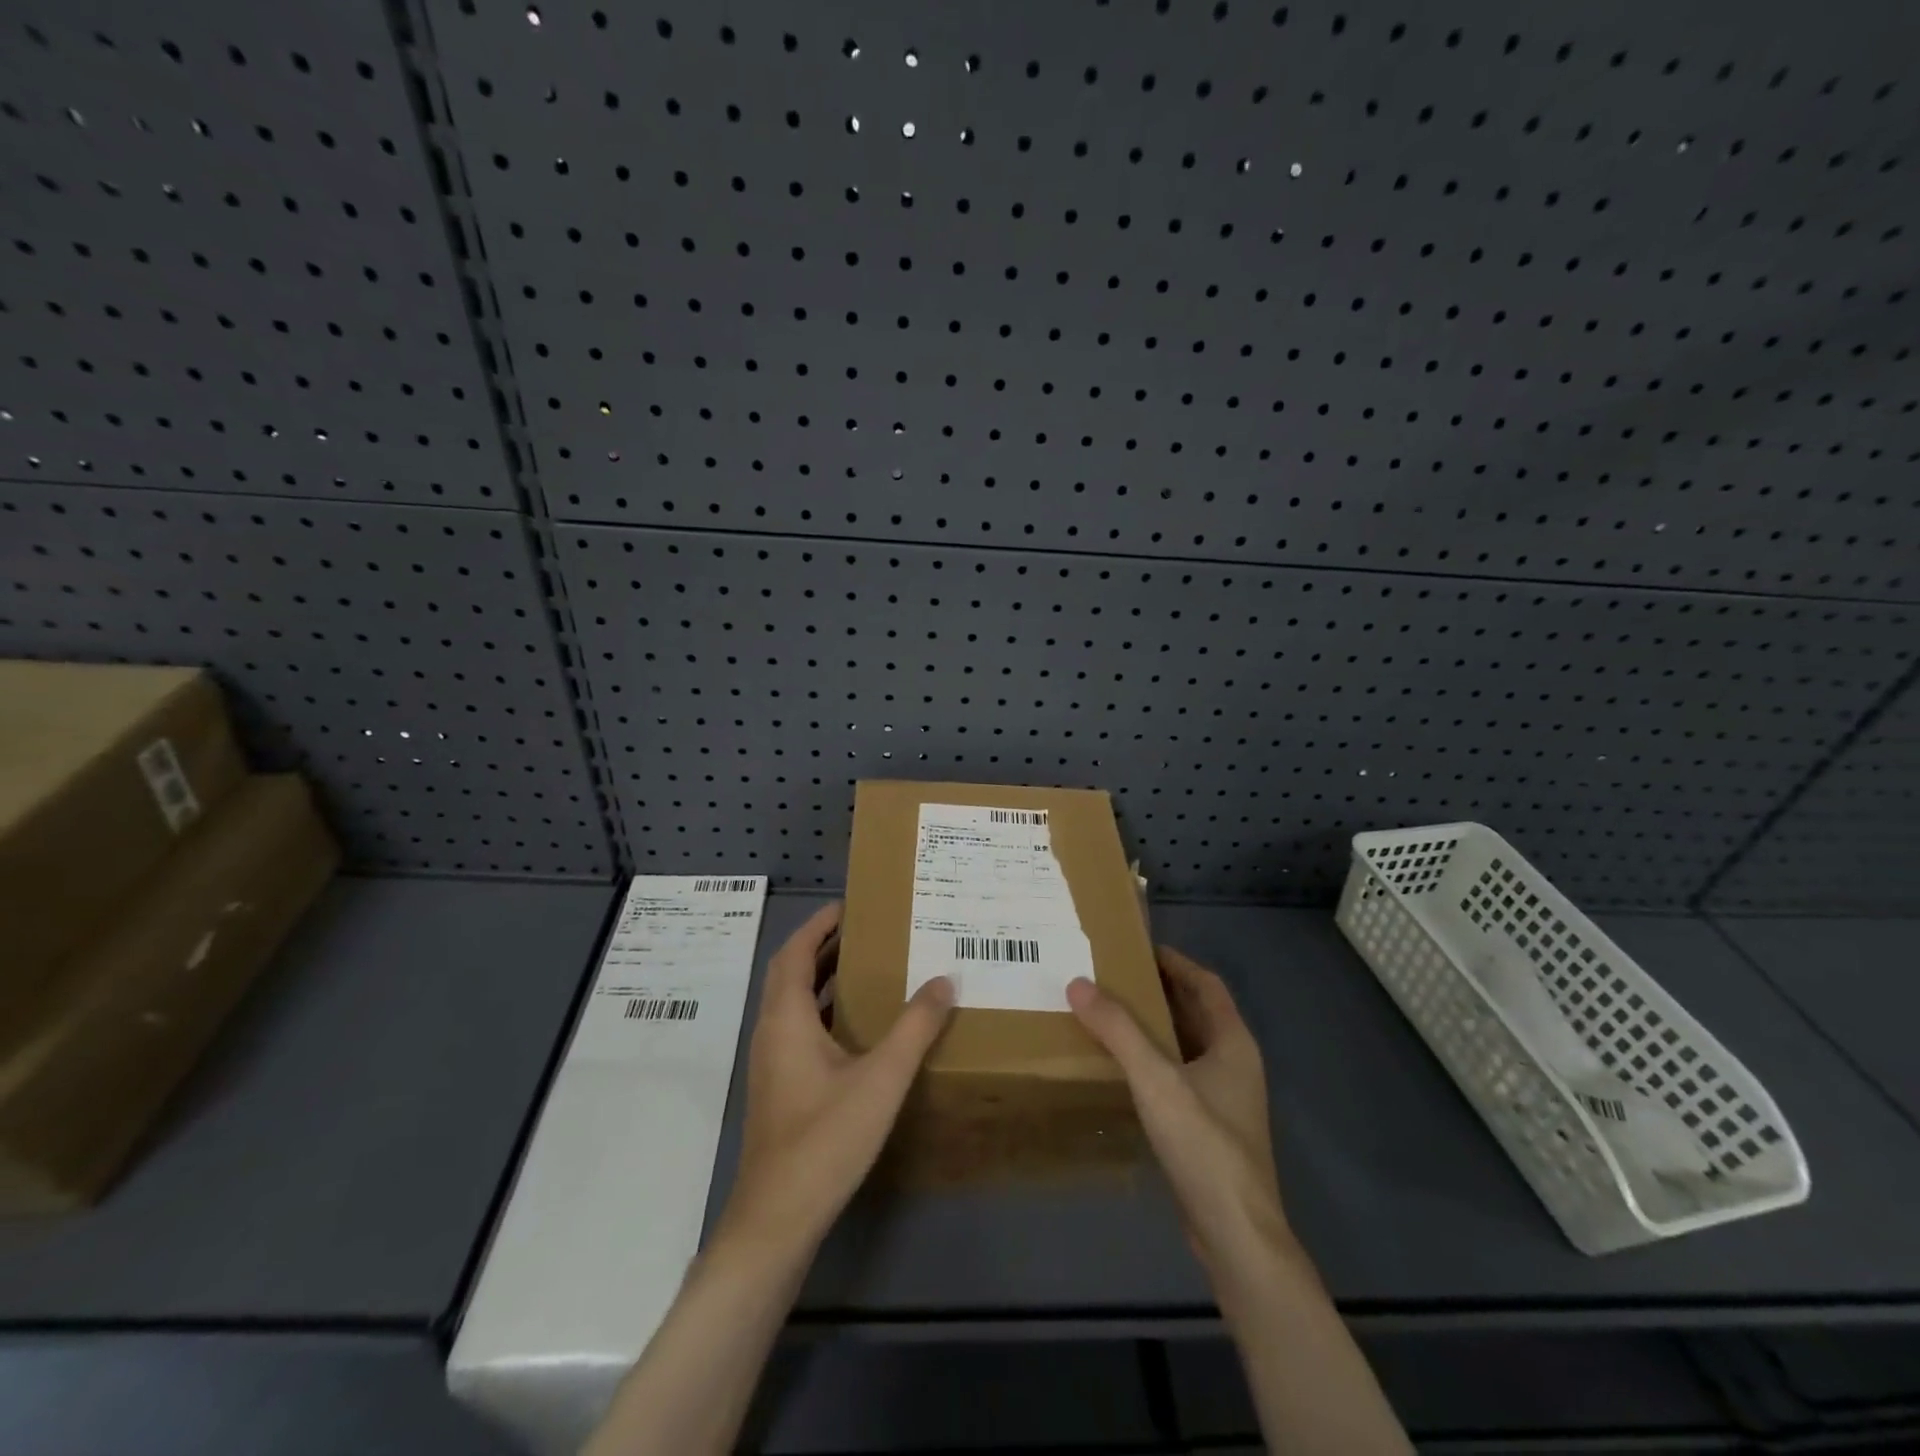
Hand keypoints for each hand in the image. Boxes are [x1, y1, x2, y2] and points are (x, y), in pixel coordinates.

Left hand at [714, 902, 955, 1260]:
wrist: (777, 1219)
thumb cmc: (825, 1139)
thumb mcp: (881, 1079)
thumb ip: (914, 1028)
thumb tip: (944, 980)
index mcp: (786, 1019)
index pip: (793, 952)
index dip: (818, 925)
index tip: (850, 905)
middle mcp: (772, 1032)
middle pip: (790, 973)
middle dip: (824, 947)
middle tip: (868, 931)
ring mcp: (772, 1064)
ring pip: (793, 1003)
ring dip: (823, 979)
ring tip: (869, 968)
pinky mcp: (779, 1088)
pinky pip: (799, 1029)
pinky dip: (824, 1011)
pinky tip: (859, 1028)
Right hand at [1067, 946, 1287, 1273]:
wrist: (1236, 1234)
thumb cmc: (1204, 1145)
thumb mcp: (1156, 1080)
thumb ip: (1118, 1030)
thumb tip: (1078, 983)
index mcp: (1233, 1042)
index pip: (1206, 984)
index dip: (1176, 962)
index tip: (1138, 947)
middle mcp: (1233, 1064)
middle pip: (1196, 1012)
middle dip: (1158, 990)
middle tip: (1113, 976)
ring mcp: (1224, 1098)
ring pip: (1186, 1045)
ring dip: (1154, 1025)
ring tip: (1110, 1012)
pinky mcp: (1209, 1127)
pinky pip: (1178, 1075)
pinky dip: (1153, 1059)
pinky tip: (1122, 1066)